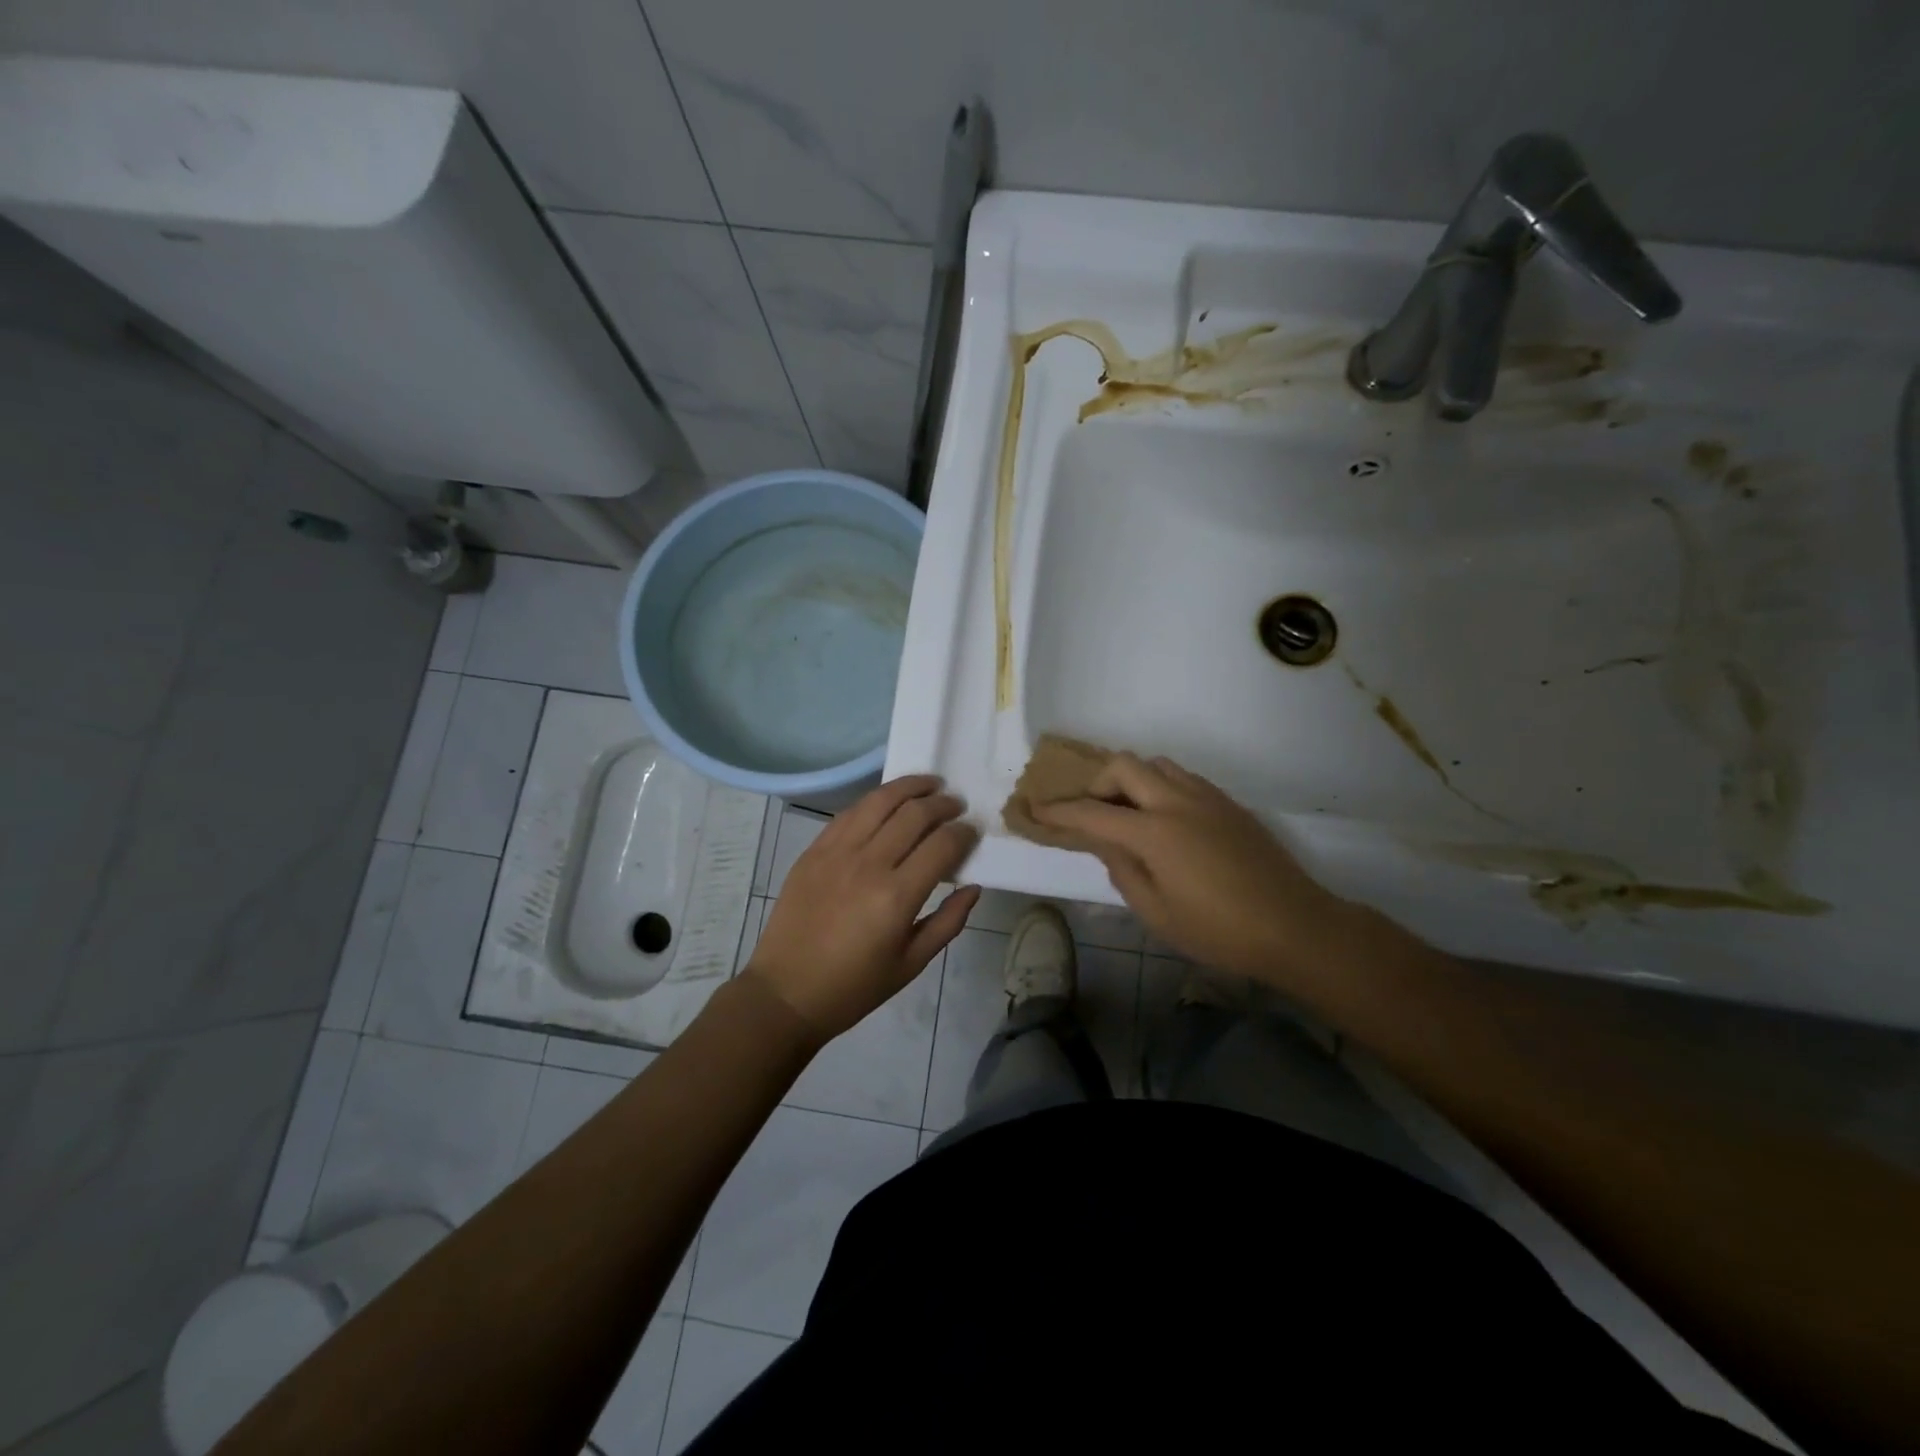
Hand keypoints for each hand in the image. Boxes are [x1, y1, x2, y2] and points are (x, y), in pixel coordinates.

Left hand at [748, 776, 981, 1040]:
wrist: (785, 992)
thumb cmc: (854, 987)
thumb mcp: (911, 964)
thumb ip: (948, 922)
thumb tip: (973, 887)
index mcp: (897, 897)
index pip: (942, 845)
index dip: (963, 833)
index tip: (972, 831)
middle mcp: (868, 864)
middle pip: (914, 814)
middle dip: (943, 804)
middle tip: (956, 805)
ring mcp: (836, 852)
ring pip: (880, 801)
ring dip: (910, 787)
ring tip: (929, 784)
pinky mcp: (814, 850)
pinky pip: (850, 812)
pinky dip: (875, 800)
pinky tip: (888, 800)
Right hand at [1034, 753, 1346, 982]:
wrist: (1295, 926)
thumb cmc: (1218, 930)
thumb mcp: (1156, 912)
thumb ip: (1122, 870)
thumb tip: (1103, 842)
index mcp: (1154, 832)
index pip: (1093, 813)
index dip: (1059, 811)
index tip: (1035, 809)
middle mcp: (1177, 802)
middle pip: (1124, 766)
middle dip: (1097, 783)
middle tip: (1092, 812)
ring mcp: (1207, 798)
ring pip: (1156, 764)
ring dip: (1132, 780)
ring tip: (1129, 814)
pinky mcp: (1229, 804)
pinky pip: (1183, 778)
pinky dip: (1161, 786)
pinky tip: (1165, 820)